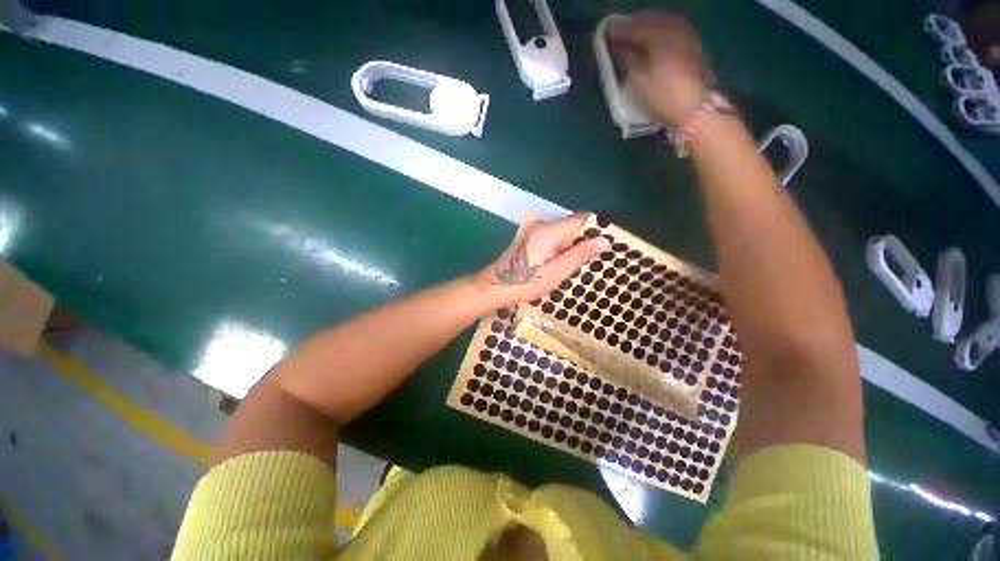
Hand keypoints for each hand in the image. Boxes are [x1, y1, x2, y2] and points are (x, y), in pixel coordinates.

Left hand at [477, 213, 608, 306]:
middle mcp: (541, 224)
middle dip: (583, 239)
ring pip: (562, 231)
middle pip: (571, 224)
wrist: (495, 286)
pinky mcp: (529, 236)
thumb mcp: (556, 273)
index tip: (604, 245)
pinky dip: (560, 246)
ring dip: (571, 245)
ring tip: (575, 264)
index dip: (595, 229)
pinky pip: (553, 236)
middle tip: (590, 260)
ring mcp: (533, 229)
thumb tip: (604, 240)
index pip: (581, 219)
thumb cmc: (525, 283)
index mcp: (548, 230)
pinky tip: (559, 263)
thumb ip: (579, 255)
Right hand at [609, 12, 706, 126]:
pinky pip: (672, 29)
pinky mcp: (693, 45)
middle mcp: (676, 30)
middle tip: (619, 35)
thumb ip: (628, 59)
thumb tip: (619, 48)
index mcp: (661, 38)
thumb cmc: (662, 98)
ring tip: (634, 38)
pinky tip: (652, 41)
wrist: (693, 110)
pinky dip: (659, 32)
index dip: (620, 31)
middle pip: (651, 21)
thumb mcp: (639, 82)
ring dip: (647, 28)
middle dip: (634, 26)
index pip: (636, 28)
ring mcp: (687, 36)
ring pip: (662, 23)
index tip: (607, 35)